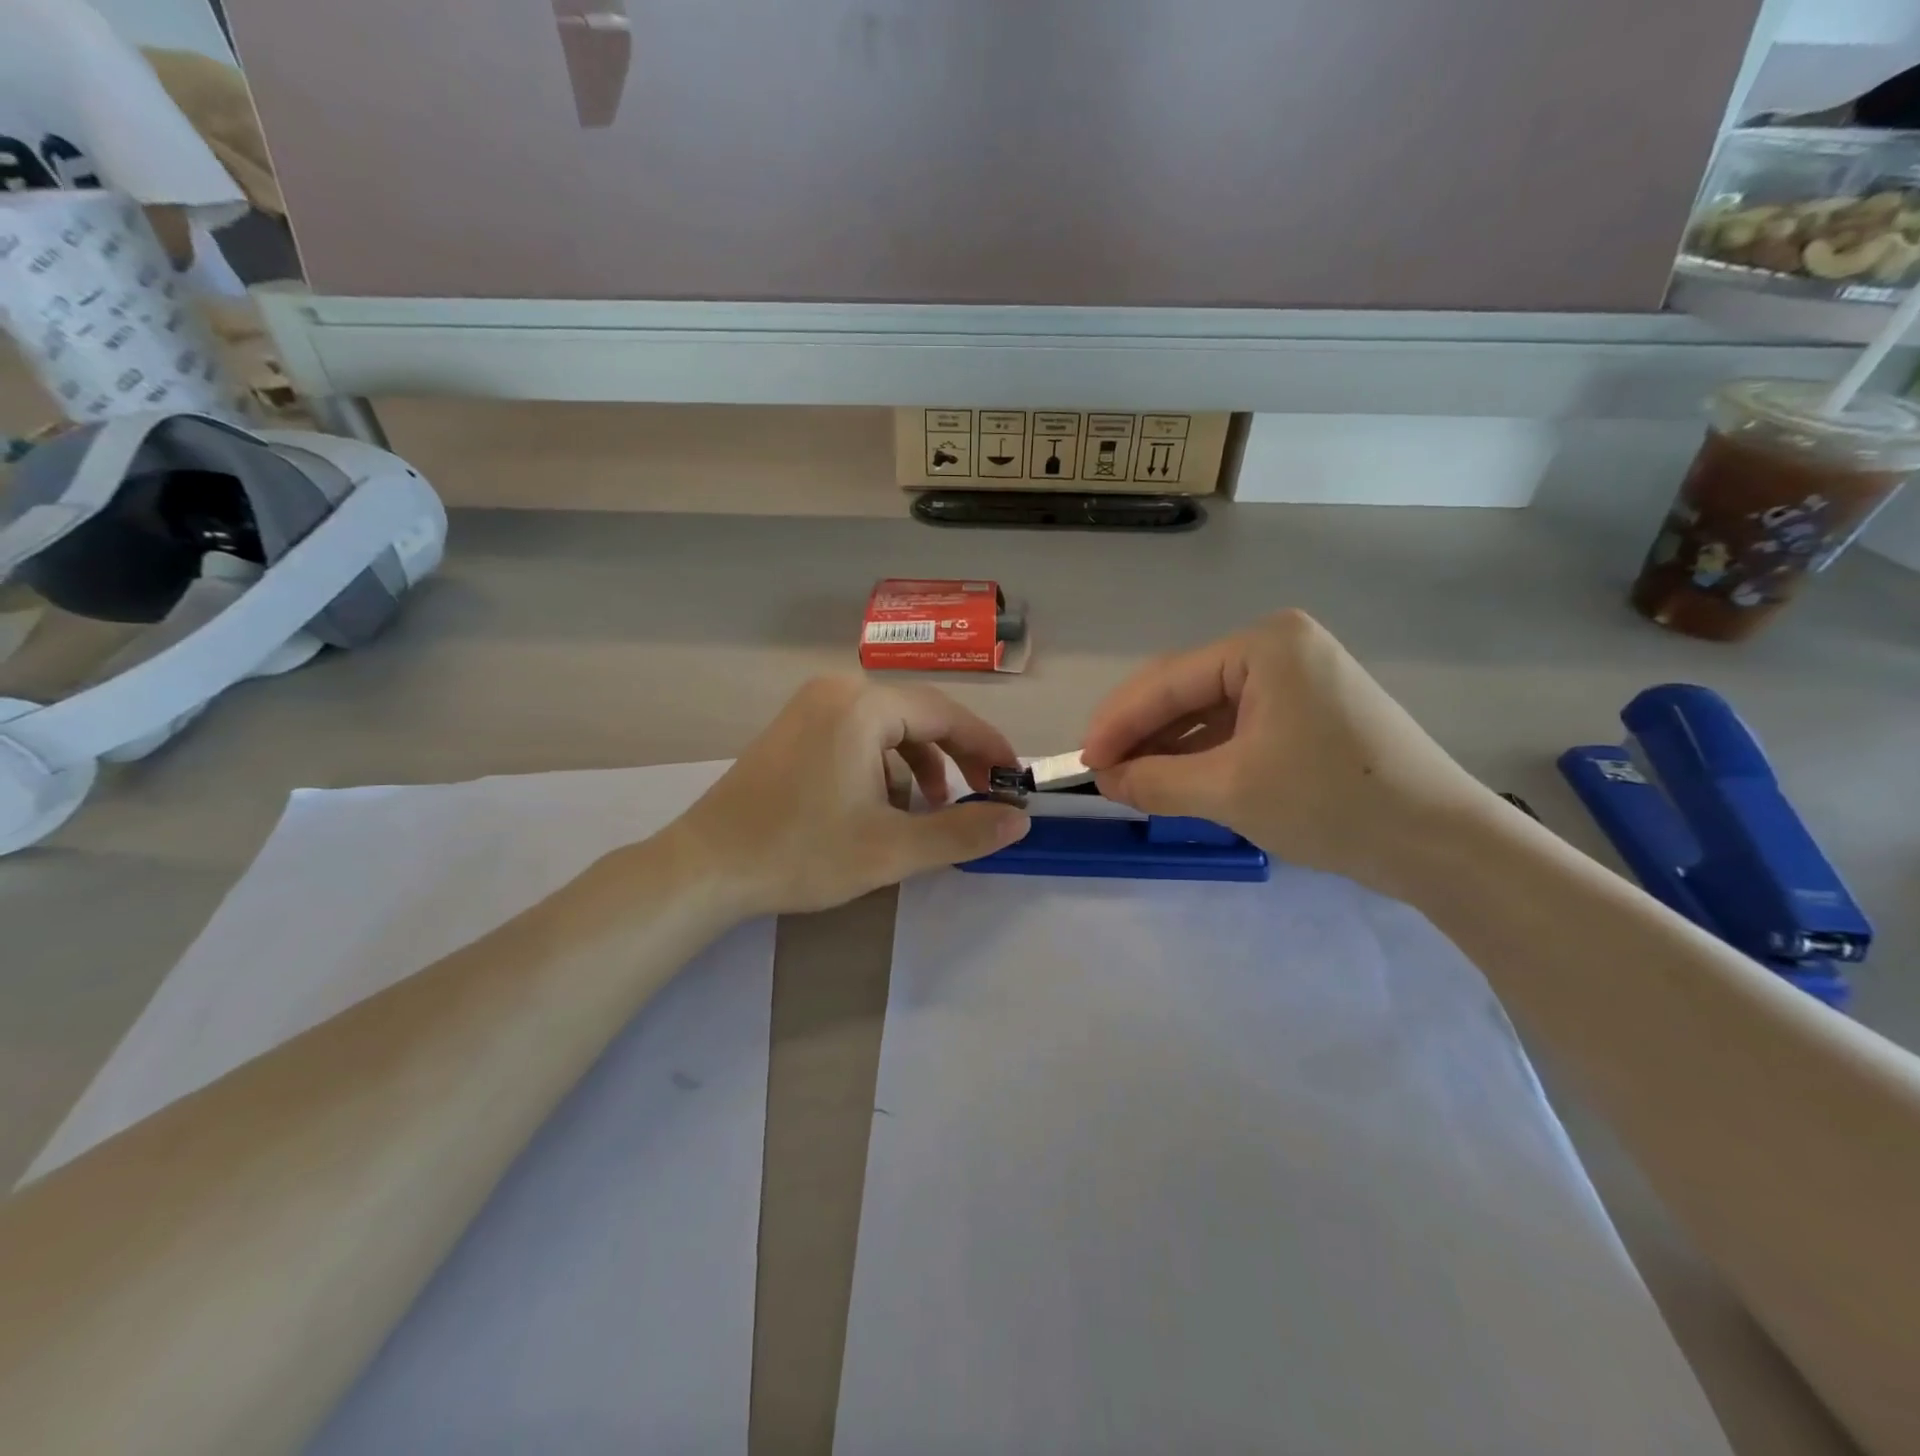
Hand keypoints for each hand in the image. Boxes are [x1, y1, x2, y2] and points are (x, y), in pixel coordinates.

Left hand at [672, 677, 1030, 916]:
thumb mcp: (891, 849)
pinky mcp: (795, 727)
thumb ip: (962, 831)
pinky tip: (888, 801)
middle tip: (985, 795)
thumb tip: (1019, 820)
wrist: (706, 867)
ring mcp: (811, 706)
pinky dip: (886, 762)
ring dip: (922, 762)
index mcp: (863, 706)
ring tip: (933, 808)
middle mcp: (838, 690)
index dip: (988, 746)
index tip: (1015, 778)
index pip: (947, 714)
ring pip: (890, 726)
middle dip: (957, 756)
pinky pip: (860, 733)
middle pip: (919, 715)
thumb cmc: (800, 853)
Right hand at [1079, 610, 1493, 892]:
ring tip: (1131, 783)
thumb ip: (1155, 782)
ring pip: (1208, 710)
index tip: (1080, 762)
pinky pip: (1237, 725)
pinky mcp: (1308, 709)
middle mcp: (1279, 646)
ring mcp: (1297, 676)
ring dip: (1168, 747)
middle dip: (1140, 734)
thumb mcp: (1230, 792)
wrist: (1443, 844)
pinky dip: (1203, 753)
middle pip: (1185, 690)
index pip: (1167, 681)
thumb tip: (1105, 779)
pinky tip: (1176, 779)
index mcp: (1264, 645)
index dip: (1117, 723)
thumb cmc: (1334, 803)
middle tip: (1102, 775)